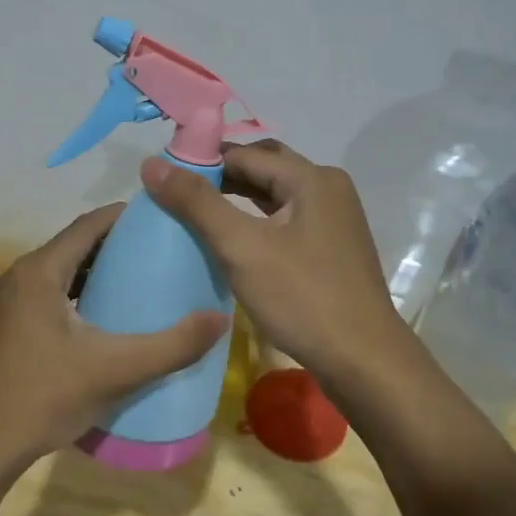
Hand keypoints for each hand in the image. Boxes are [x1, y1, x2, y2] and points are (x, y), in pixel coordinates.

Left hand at [0, 203, 229, 481]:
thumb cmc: (44, 397)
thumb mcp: (115, 370)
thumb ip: (171, 346)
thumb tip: (221, 319)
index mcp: (40, 271)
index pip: (90, 224)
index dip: (128, 217)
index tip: (168, 221)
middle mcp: (23, 276)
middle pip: (78, 245)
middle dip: (121, 245)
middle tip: (166, 254)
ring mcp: (14, 303)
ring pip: (66, 272)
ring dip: (102, 272)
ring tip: (147, 282)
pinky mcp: (14, 327)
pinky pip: (56, 295)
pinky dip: (85, 295)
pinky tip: (112, 319)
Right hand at [140, 141, 411, 388]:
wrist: (363, 361)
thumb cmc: (302, 298)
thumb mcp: (242, 247)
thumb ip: (197, 203)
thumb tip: (152, 163)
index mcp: (312, 178)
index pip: (244, 154)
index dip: (200, 161)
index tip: (162, 178)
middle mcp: (327, 188)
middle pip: (263, 169)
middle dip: (220, 177)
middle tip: (177, 194)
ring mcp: (334, 219)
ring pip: (275, 195)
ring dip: (237, 199)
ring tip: (196, 213)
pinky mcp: (332, 248)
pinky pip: (286, 220)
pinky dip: (256, 221)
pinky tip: (233, 239)